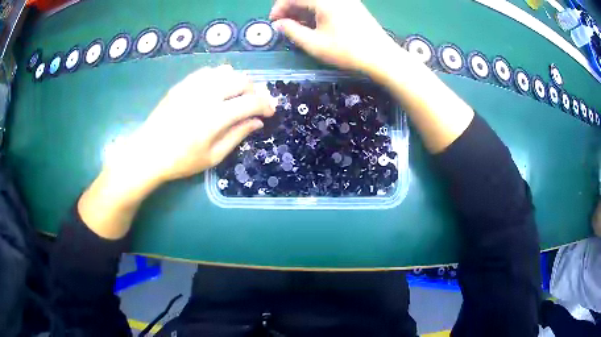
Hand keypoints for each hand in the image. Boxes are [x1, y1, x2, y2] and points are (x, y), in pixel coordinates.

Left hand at [79, 65, 274, 238]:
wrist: (148, 152)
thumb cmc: (180, 161)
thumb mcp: (213, 157)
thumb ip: (237, 135)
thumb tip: (257, 122)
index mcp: (215, 117)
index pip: (251, 102)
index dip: (266, 105)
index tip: (270, 113)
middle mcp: (207, 95)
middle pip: (242, 81)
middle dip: (256, 90)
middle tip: (257, 103)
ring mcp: (193, 86)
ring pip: (226, 72)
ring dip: (239, 81)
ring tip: (240, 95)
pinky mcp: (183, 84)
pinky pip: (208, 71)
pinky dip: (220, 76)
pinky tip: (219, 88)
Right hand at [270, 0, 399, 74]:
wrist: (382, 57)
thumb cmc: (347, 51)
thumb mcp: (315, 44)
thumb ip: (292, 31)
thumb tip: (279, 24)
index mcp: (325, 1)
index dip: (279, 8)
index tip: (274, 23)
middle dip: (290, 8)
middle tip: (284, 25)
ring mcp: (346, 0)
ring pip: (316, 1)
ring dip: (303, 10)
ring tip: (298, 27)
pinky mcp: (353, 6)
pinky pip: (328, 4)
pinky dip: (316, 11)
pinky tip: (315, 25)